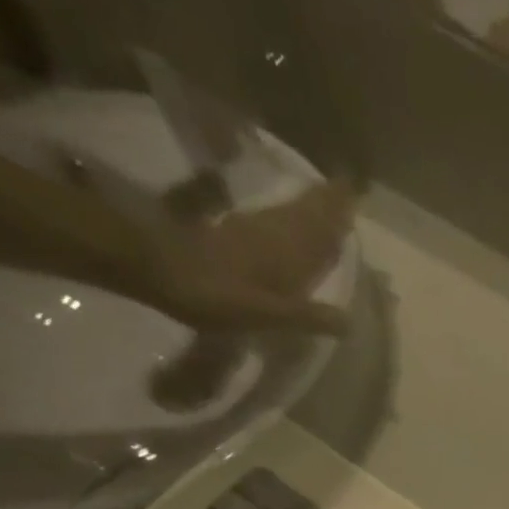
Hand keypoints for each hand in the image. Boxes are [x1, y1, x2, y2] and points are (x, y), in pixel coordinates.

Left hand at [138, 179, 356, 336]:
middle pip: (305, 214)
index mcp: (286, 252)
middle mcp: (272, 233)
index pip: (321, 227)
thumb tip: (350, 322)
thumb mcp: (266, 314)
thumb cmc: (214, 294)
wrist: (152, 267)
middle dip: (326, 202)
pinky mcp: (228, 233)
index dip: (338, 210)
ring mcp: (248, 229)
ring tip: (324, 198)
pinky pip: (268, 220)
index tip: (355, 189)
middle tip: (346, 187)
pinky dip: (283, 215)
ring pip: (287, 214)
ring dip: (307, 205)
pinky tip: (284, 217)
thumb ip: (307, 316)